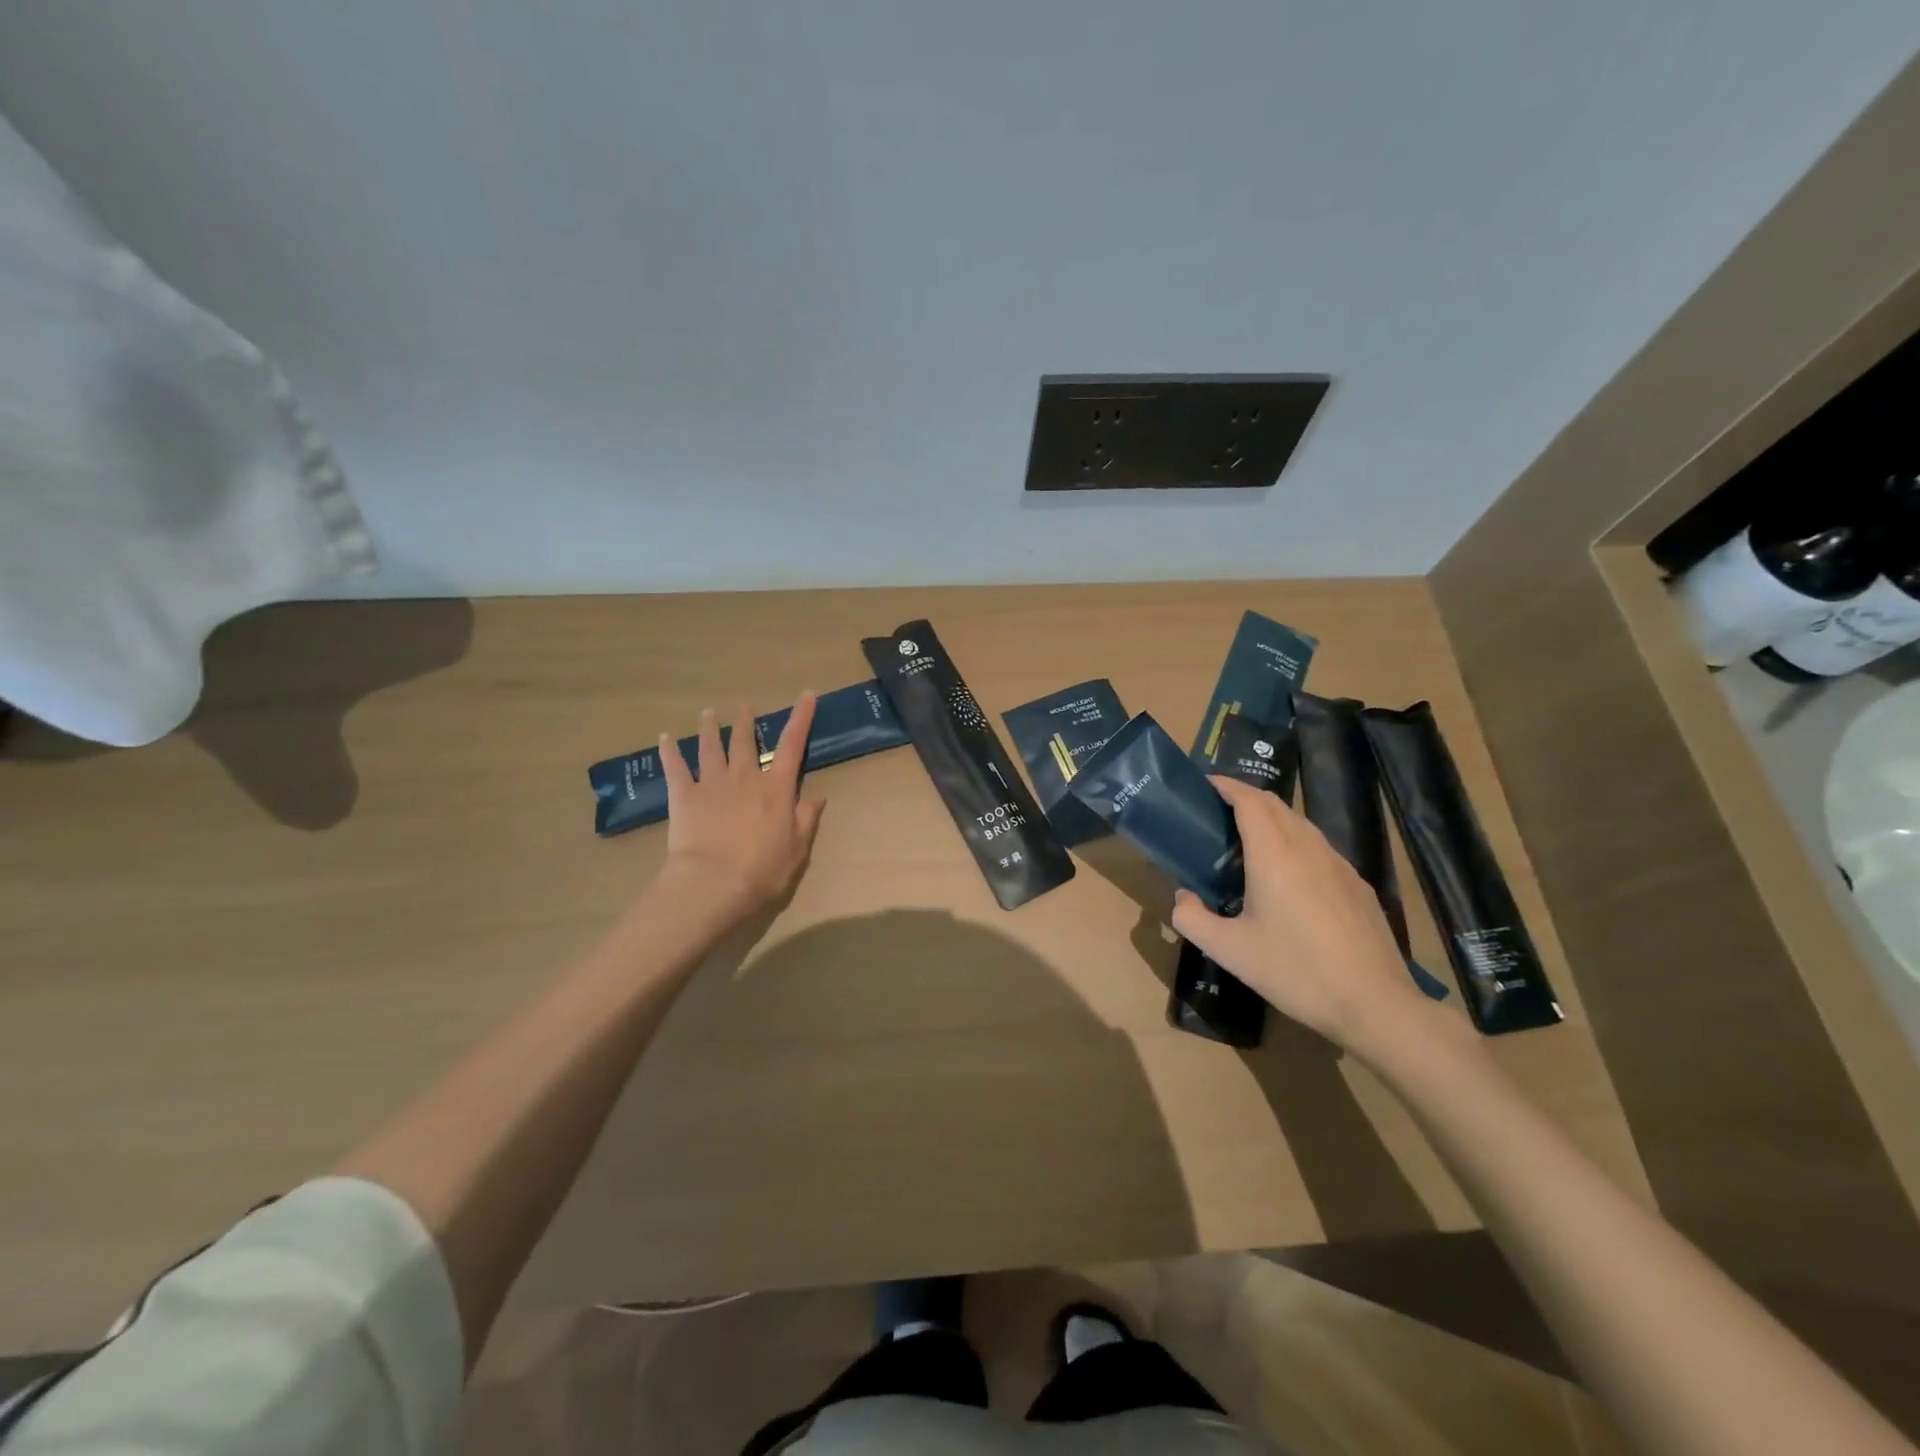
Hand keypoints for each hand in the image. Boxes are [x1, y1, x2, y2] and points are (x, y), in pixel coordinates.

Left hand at [654, 694, 826, 926]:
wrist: (713, 882)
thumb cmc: (763, 869)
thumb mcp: (797, 849)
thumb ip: (806, 819)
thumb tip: (817, 797)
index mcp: (776, 789)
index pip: (793, 746)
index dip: (801, 719)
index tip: (806, 695)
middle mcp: (745, 777)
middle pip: (745, 742)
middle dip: (745, 722)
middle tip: (742, 708)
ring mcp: (712, 783)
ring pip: (711, 747)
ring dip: (710, 729)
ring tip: (707, 714)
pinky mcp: (684, 795)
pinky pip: (675, 767)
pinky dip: (669, 751)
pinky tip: (664, 738)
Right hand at [1171, 776, 1435, 1057]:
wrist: (1374, 1003)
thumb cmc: (1295, 970)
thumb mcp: (1229, 951)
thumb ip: (1193, 919)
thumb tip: (1182, 898)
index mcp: (1275, 855)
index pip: (1250, 801)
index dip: (1227, 786)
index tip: (1205, 784)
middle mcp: (1308, 849)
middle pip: (1275, 805)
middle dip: (1246, 798)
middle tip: (1219, 812)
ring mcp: (1338, 865)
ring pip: (1301, 824)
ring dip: (1272, 819)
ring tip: (1249, 840)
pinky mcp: (1357, 885)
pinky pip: (1319, 848)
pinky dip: (1295, 842)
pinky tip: (1289, 876)